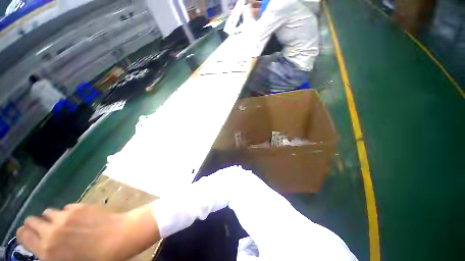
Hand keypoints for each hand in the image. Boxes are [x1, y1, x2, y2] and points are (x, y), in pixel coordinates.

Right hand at [16, 204, 159, 260]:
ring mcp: (65, 216)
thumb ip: (51, 253)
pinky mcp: (79, 206)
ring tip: (61, 223)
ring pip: (48, 212)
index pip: (23, 236)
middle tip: (43, 229)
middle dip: (35, 224)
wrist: (119, 237)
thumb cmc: (97, 258)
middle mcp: (51, 231)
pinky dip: (67, 212)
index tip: (28, 235)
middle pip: (32, 221)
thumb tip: (45, 246)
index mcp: (47, 250)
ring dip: (51, 218)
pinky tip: (78, 218)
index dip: (24, 234)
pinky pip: (66, 207)